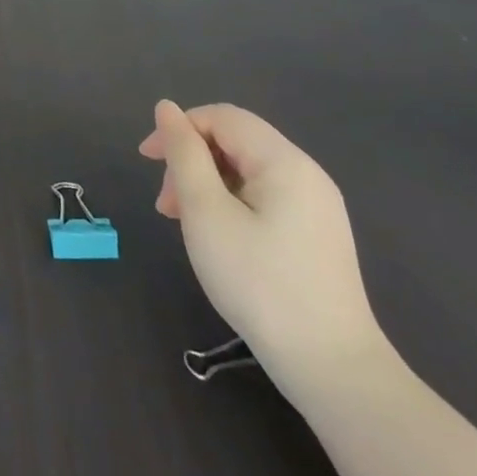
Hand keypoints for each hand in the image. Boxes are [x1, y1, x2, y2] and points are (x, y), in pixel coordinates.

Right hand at [141, 101, 387, 400]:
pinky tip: (216, 236)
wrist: (330, 367)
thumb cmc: (258, 281)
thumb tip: (165, 108)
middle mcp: (307, 174)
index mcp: (284, 161)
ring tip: (183, 222)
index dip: (178, 128)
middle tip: (165, 205)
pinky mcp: (317, 235)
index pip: (221, 117)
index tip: (146, 161)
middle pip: (235, 142)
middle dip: (190, 161)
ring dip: (206, 185)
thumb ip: (184, 154)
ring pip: (246, 171)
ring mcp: (317, 206)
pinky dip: (230, 204)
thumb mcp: (206, 212)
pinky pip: (264, 197)